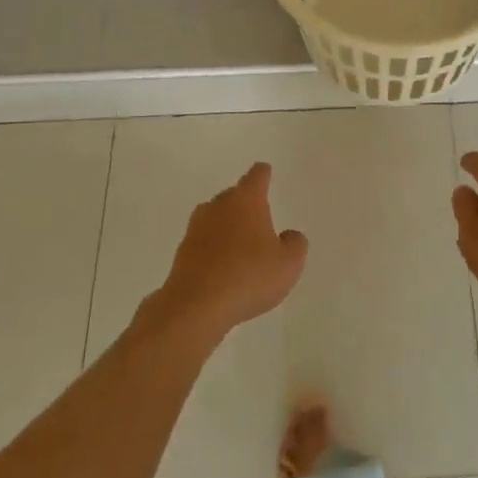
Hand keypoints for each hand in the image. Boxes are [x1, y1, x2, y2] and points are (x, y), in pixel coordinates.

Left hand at [154, 163, 307, 338]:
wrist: (196, 306)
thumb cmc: (249, 276)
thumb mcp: (288, 263)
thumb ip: (295, 243)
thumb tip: (289, 236)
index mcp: (247, 200)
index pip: (257, 176)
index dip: (263, 174)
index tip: (265, 171)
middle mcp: (219, 206)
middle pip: (233, 195)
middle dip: (245, 202)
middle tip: (259, 216)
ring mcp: (196, 228)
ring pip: (215, 217)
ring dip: (227, 225)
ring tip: (240, 242)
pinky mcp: (182, 253)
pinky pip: (203, 242)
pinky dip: (213, 248)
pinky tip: (223, 267)